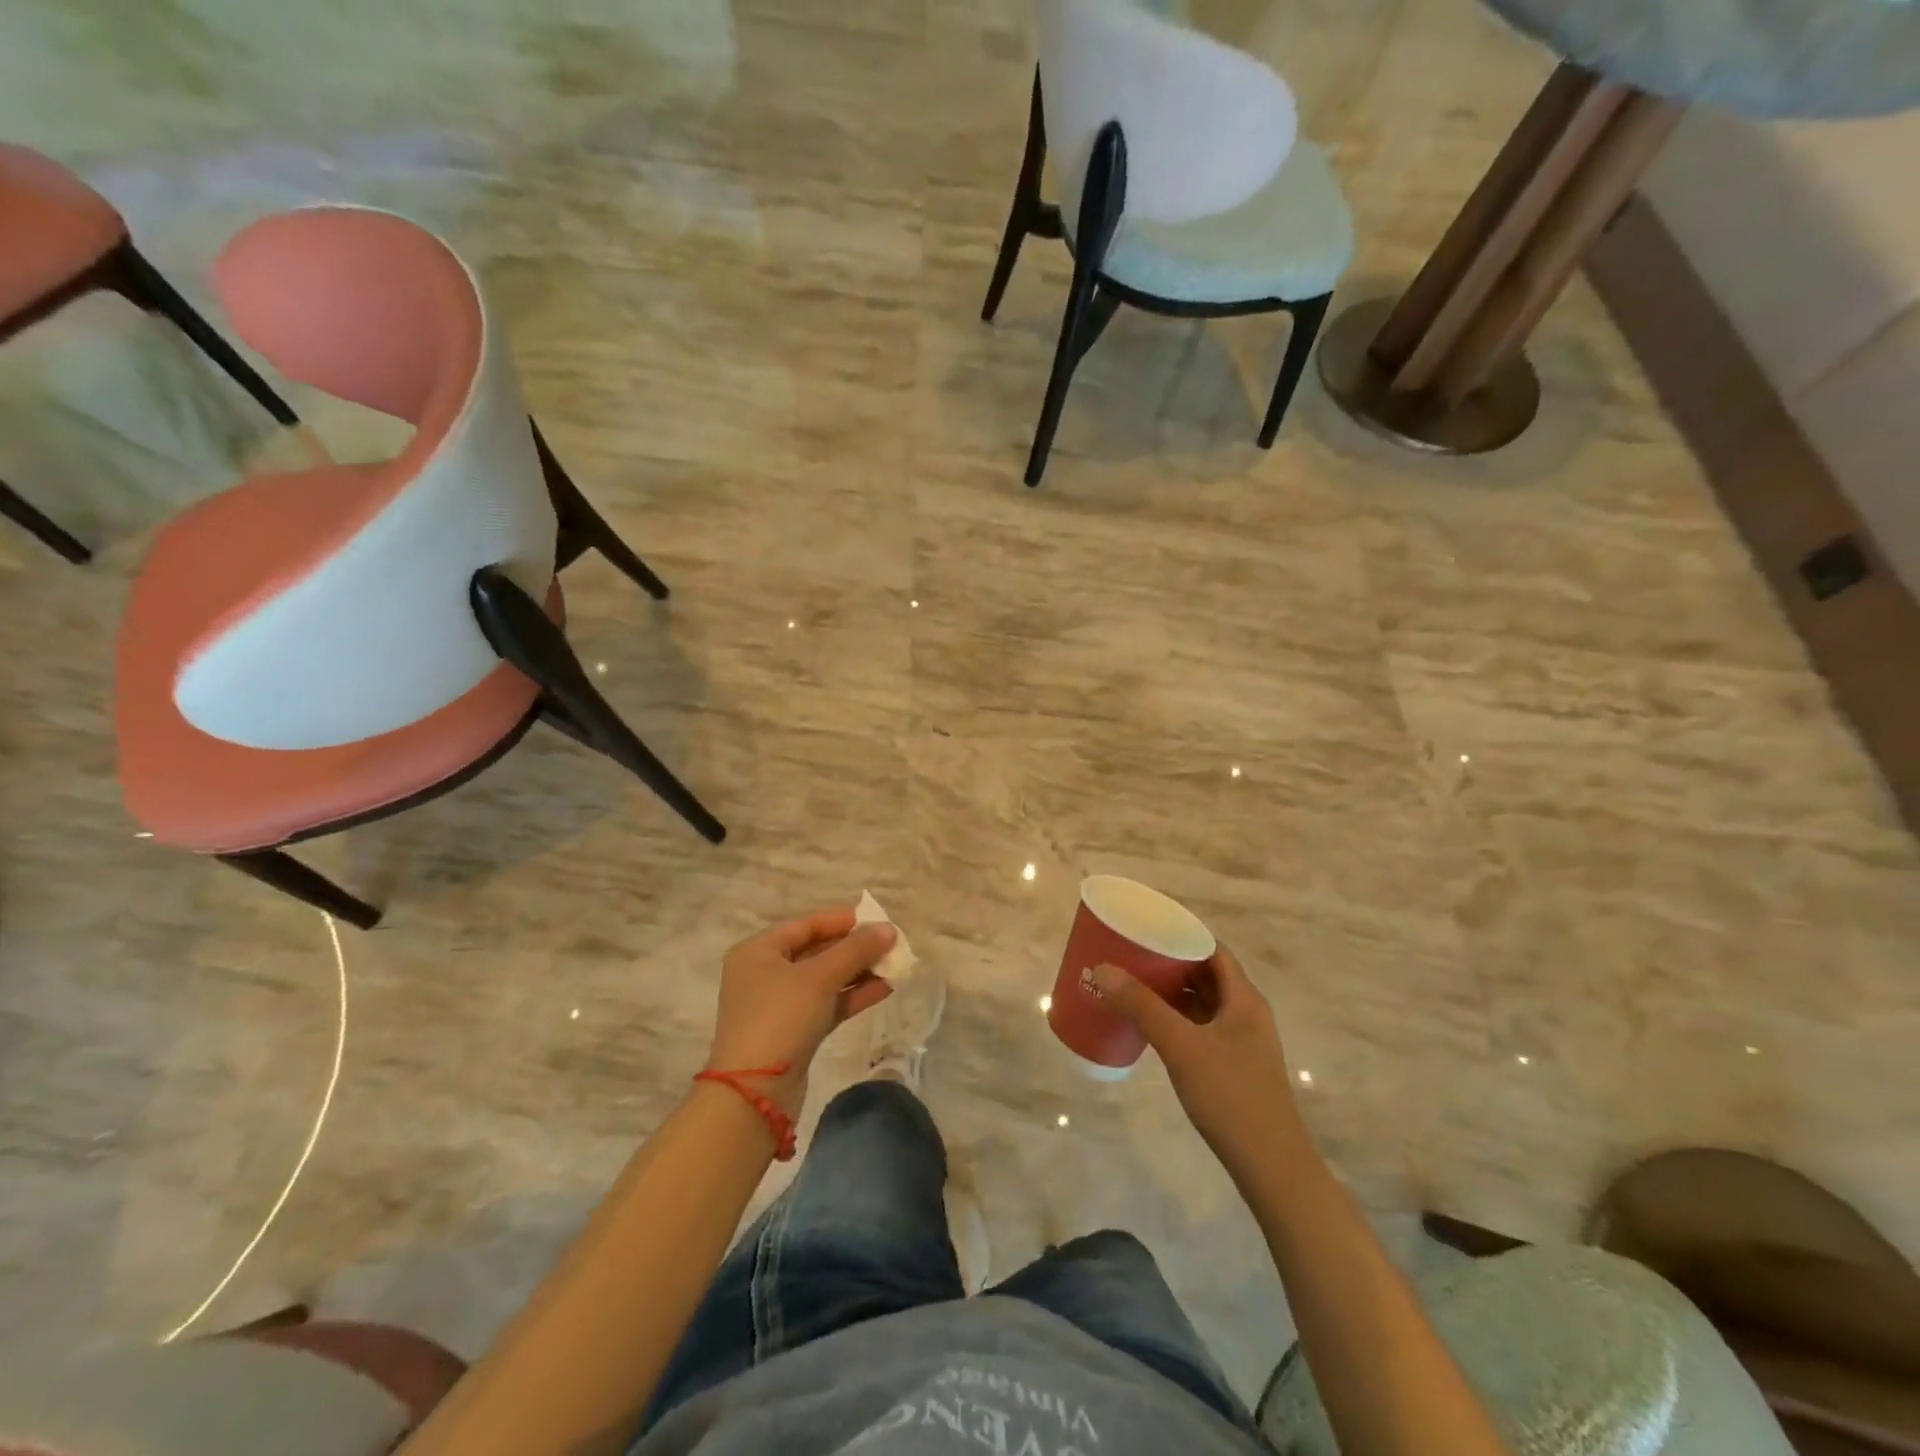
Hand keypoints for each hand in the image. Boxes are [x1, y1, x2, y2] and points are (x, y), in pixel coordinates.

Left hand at [706, 907, 897, 1118]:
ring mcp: (779, 1004)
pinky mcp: (794, 1031)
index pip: (808, 925)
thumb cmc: (781, 1018)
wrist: (755, 1094)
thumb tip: (888, 929)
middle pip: (818, 950)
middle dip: (855, 948)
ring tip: (895, 965)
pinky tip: (885, 988)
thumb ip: (856, 949)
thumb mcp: (820, 977)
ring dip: (859, 971)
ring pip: (826, 979)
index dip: (844, 920)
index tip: (879, 919)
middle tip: (891, 944)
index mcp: (759, 951)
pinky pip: (828, 1004)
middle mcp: (765, 973)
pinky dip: (853, 995)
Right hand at [1091, 945, 1310, 1183]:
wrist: (1271, 1167)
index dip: (1181, 934)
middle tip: (1129, 956)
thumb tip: (1103, 969)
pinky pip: (1200, 1027)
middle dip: (1169, 963)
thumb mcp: (1181, 1046)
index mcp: (1243, 998)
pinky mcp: (1233, 1066)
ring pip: (1202, 1002)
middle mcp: (1246, 1013)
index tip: (1145, 929)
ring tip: (1131, 985)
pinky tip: (1149, 1026)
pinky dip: (1176, 1018)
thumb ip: (1142, 1006)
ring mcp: (1241, 1041)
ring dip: (1170, 992)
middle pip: (1205, 974)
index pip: (1212, 949)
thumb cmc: (1230, 1097)